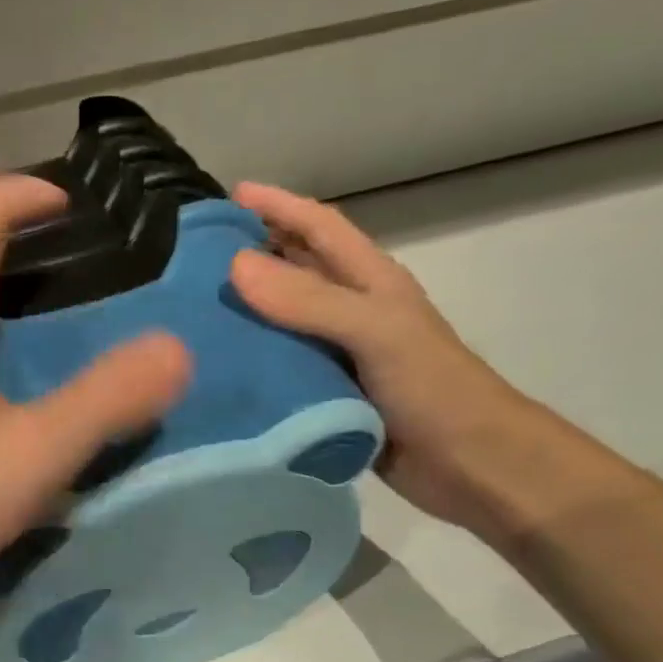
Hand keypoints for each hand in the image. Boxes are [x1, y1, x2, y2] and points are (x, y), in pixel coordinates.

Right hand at [227, 182, 550, 533]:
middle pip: (295, 269)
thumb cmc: (432, 388)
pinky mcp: (326, 394)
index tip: (229, 195)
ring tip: (191, 308)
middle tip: (193, 256)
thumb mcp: (375, 332)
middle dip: (251, 252)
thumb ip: (309, 299)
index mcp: (370, 283)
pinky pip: (279, 366)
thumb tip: (236, 264)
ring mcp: (338, 354)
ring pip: (281, 319)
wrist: (471, 466)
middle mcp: (350, 311)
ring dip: (243, 309)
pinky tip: (215, 367)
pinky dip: (249, 360)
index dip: (279, 206)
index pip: (319, 227)